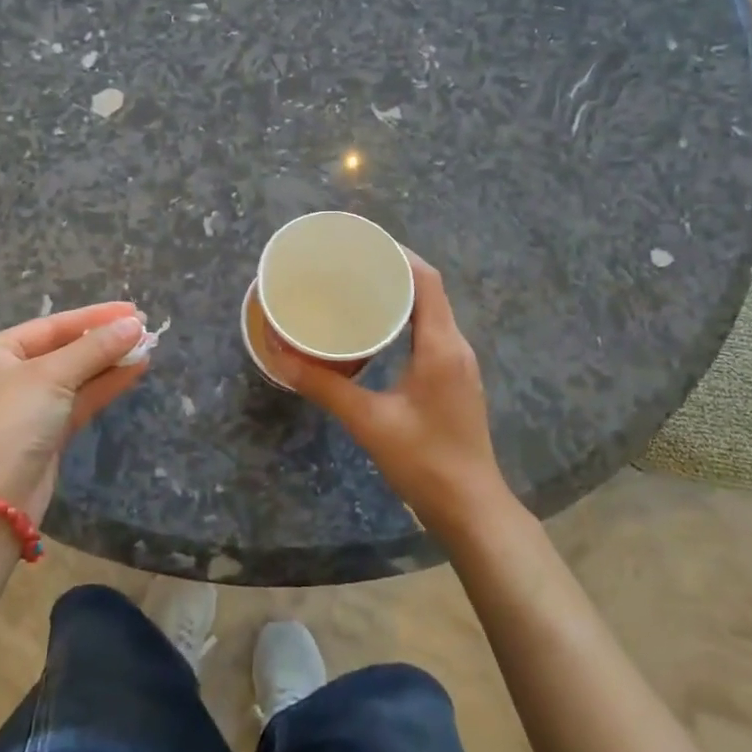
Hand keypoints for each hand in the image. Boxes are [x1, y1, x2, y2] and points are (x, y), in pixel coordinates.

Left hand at [0, 302, 148, 522]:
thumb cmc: (12, 423)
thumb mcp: (52, 376)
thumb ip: (95, 348)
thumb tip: (135, 325)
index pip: (51, 325)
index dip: (94, 316)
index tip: (132, 310)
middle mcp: (6, 376)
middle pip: (63, 349)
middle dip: (104, 340)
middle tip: (144, 328)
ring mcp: (26, 407)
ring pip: (74, 376)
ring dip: (109, 362)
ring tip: (147, 347)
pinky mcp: (44, 433)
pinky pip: (78, 399)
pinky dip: (104, 385)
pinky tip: (134, 371)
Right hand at [270, 253, 513, 538]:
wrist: (471, 509)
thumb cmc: (425, 462)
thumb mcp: (369, 422)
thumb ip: (325, 387)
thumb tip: (280, 357)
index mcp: (441, 345)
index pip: (426, 280)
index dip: (397, 254)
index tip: (361, 242)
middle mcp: (455, 346)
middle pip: (428, 290)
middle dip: (392, 269)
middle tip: (348, 263)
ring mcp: (458, 363)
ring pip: (430, 311)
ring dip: (399, 294)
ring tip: (356, 288)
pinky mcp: (453, 379)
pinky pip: (430, 332)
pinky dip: (404, 318)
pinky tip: (376, 330)